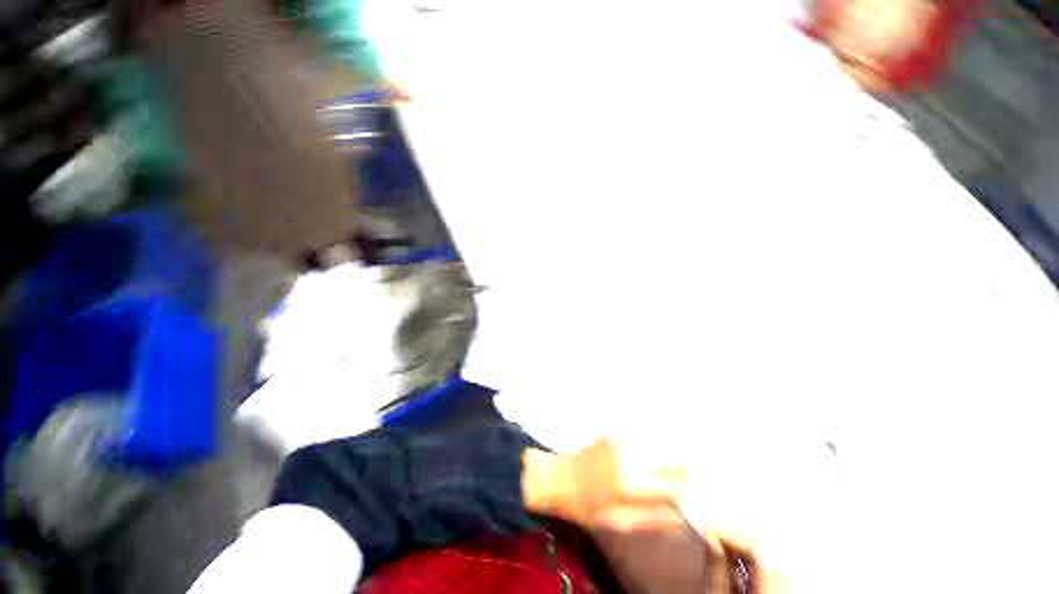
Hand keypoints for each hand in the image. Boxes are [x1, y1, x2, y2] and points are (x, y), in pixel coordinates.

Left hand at [522, 437, 686, 528]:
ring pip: (660, 440)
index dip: (687, 491)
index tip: (689, 495)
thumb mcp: (619, 523)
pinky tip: (655, 448)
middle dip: (683, 468)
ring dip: (671, 451)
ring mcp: (621, 441)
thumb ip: (652, 519)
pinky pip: (643, 434)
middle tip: (683, 476)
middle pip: (673, 457)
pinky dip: (655, 441)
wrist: (561, 478)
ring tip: (673, 460)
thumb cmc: (588, 506)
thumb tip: (680, 516)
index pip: (675, 485)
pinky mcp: (614, 433)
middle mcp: (630, 458)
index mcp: (632, 485)